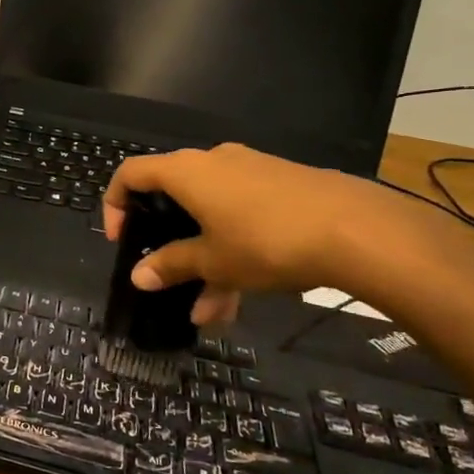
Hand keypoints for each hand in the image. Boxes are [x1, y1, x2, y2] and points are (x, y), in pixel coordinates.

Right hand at [102, 144, 400, 322]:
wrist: (358, 229)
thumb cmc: (266, 240)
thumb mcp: (213, 261)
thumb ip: (171, 265)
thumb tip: (138, 276)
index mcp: (186, 171)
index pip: (131, 173)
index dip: (115, 204)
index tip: (121, 240)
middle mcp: (214, 162)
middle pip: (174, 198)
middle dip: (169, 245)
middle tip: (167, 278)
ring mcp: (251, 172)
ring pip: (212, 216)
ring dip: (206, 260)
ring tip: (211, 310)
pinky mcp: (282, 186)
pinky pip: (242, 216)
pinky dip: (234, 249)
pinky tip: (244, 295)